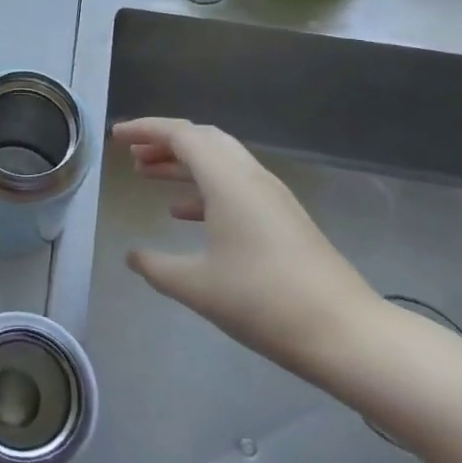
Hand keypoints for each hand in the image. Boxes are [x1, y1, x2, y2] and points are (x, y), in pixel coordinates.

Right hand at [116, 118, 384, 377]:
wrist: (345, 333)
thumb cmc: (263, 301)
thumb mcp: (196, 286)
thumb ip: (156, 267)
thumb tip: (132, 256)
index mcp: (227, 180)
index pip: (181, 134)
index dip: (145, 129)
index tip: (116, 136)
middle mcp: (250, 177)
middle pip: (202, 139)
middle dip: (163, 141)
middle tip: (131, 153)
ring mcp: (271, 197)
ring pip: (219, 162)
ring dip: (182, 163)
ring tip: (147, 175)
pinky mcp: (283, 218)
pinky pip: (234, 185)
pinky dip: (203, 188)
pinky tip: (183, 214)